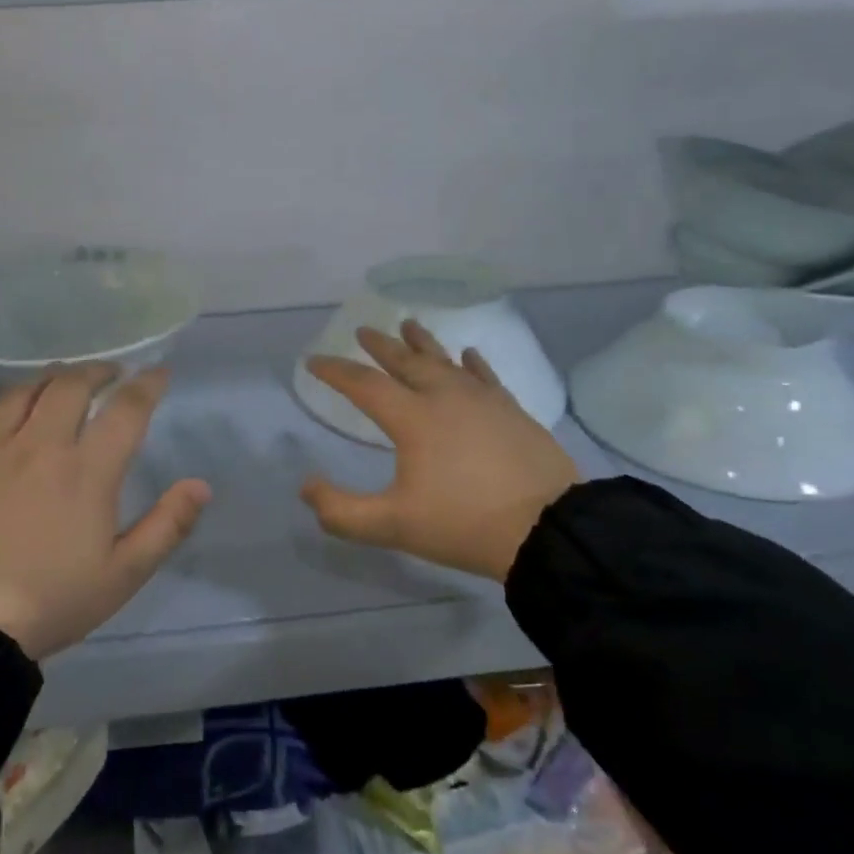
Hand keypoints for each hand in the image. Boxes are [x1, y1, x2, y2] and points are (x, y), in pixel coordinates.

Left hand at [0, 366, 210, 658]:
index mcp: (87, 470)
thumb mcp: (122, 575)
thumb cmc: (49, 600)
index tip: (159, 372)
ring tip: (67, 381)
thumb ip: (166, 526)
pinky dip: (15, 399)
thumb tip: (200, 485)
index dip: (147, 384)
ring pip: (28, 390)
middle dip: (99, 371)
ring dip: (55, 378)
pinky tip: (18, 409)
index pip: (125, 409)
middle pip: (72, 385)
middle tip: (113, 374)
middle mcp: (42, 446)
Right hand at [300, 321, 579, 581]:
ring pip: (445, 361)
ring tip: (409, 323)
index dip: (336, 371)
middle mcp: (445, 397)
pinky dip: (472, 363)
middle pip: (406, 361)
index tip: (314, 361)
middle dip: (381, 346)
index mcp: (413, 418)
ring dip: (423, 342)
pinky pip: (485, 376)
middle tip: (363, 330)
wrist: (547, 529)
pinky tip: (468, 354)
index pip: (364, 385)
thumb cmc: (464, 524)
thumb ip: (341, 511)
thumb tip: (306, 487)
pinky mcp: (512, 410)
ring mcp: (483, 400)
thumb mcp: (392, 526)